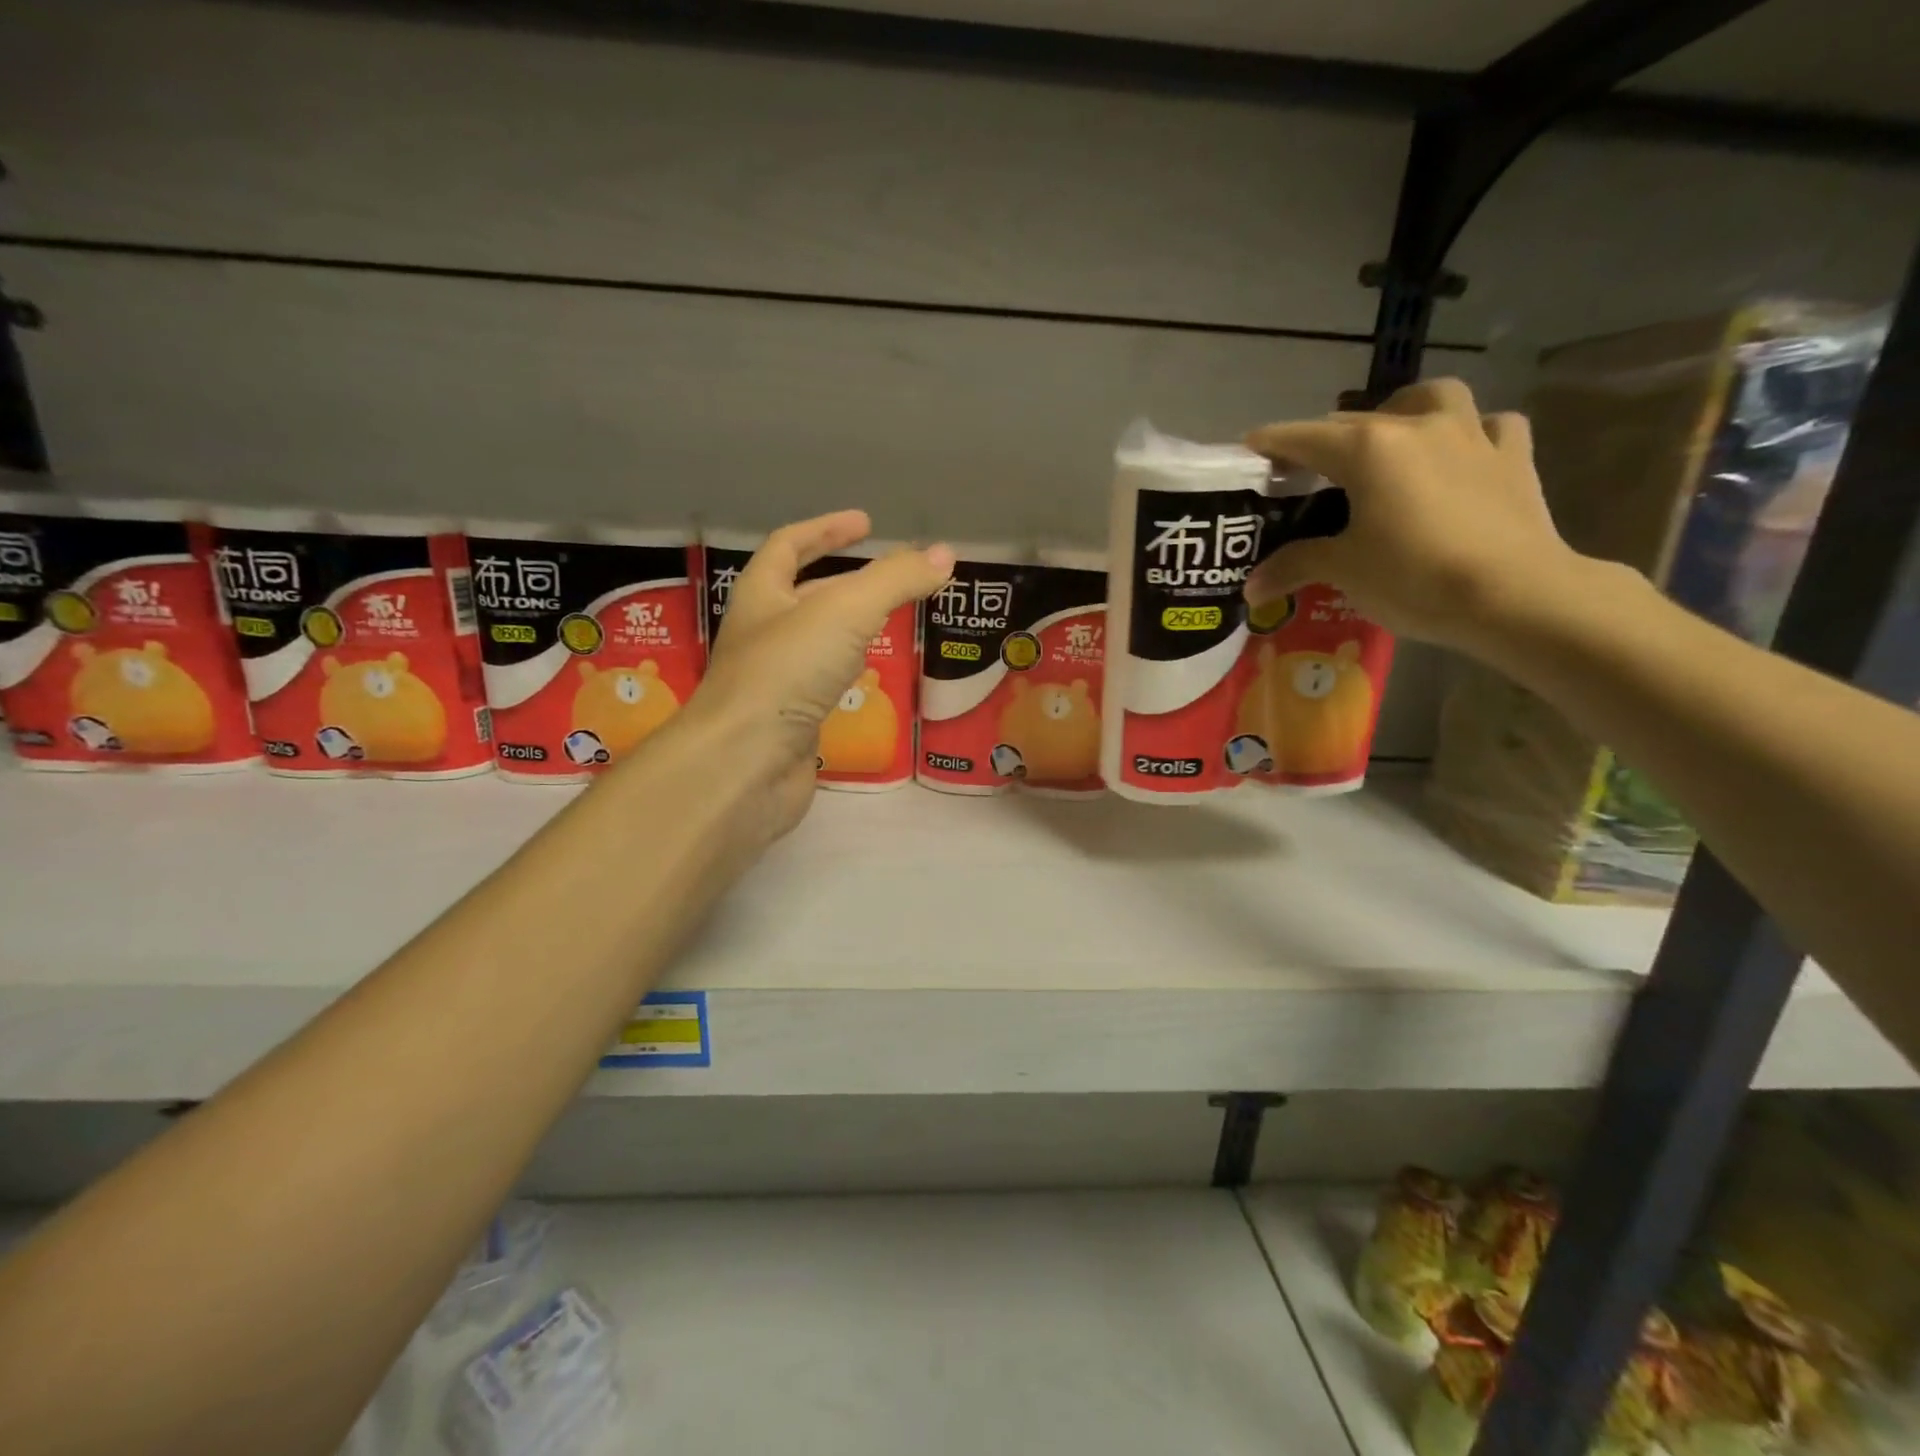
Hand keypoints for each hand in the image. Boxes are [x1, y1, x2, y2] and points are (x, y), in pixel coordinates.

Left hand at [691, 510, 952, 843]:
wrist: (745, 765)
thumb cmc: (787, 672)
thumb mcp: (846, 612)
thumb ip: (896, 580)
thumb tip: (944, 554)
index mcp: (762, 596)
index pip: (788, 546)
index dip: (825, 530)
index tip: (864, 523)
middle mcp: (763, 635)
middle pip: (803, 595)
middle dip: (844, 581)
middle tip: (891, 578)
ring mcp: (774, 682)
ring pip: (816, 644)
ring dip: (849, 630)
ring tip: (890, 623)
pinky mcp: (790, 724)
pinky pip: (822, 687)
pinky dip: (849, 674)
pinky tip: (873, 679)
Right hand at [1243, 378, 1585, 651]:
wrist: (1513, 594)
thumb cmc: (1414, 576)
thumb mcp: (1343, 571)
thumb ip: (1294, 566)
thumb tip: (1250, 588)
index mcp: (1368, 449)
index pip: (1304, 437)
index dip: (1272, 442)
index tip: (1250, 447)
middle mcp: (1417, 426)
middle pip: (1357, 420)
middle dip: (1326, 439)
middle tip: (1310, 469)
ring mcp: (1472, 435)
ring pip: (1433, 398)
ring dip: (1406, 410)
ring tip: (1392, 439)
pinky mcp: (1513, 457)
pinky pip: (1490, 426)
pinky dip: (1471, 434)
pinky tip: (1461, 456)